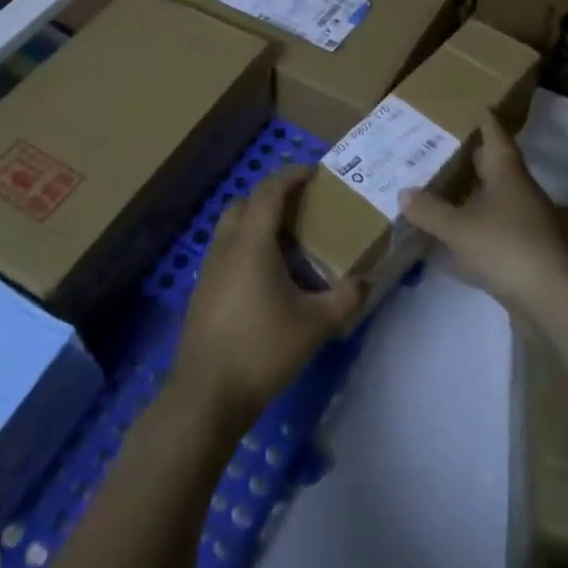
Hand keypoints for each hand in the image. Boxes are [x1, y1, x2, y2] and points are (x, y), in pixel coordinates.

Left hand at [169, 166, 366, 434]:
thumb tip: (366, 281)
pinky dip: (246, 247)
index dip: (290, 176)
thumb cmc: (262, 349)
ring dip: (256, 222)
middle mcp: (226, 247)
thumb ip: (345, 299)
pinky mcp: (202, 292)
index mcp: (251, 243)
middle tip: (301, 207)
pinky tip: (267, 277)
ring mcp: (209, 269)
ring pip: (231, 228)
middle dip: (271, 197)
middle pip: (244, 203)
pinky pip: (225, 252)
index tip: (313, 172)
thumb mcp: (315, 325)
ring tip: (288, 241)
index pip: (269, 192)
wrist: (206, 395)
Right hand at [398, 112, 567, 319]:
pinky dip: (471, 237)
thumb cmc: (507, 247)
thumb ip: (430, 210)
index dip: (484, 121)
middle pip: (494, 169)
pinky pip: (491, 237)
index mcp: (507, 175)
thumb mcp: (459, 228)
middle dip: (470, 159)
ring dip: (470, 199)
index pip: (496, 136)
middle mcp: (519, 193)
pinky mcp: (524, 256)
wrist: (553, 300)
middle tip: (440, 149)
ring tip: (439, 193)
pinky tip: (448, 249)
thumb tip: (404, 192)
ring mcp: (525, 226)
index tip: (472, 108)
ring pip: (492, 204)